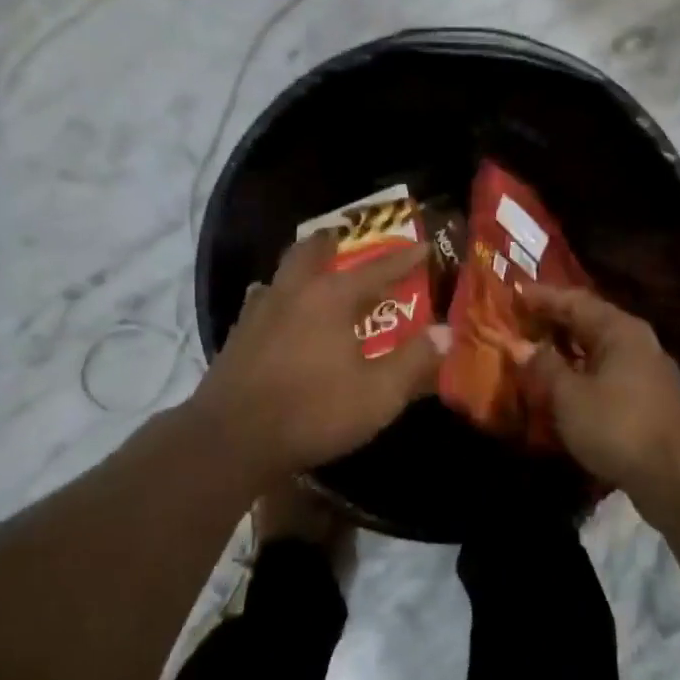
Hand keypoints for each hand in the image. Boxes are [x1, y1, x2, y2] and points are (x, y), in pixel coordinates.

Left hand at [188, 232, 448, 481]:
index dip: (404, 259)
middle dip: (334, 242)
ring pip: (282, 273)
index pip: (376, 269)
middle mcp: (293, 292)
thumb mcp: (378, 394)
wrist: (232, 439)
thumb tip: (446, 331)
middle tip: (347, 240)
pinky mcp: (239, 335)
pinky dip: (278, 296)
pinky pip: (262, 300)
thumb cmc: (313, 411)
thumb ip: (414, 361)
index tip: (424, 246)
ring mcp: (260, 311)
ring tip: (315, 273)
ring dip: (302, 266)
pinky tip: (281, 315)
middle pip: (312, 251)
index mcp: (331, 298)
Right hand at [518, 284, 679, 499]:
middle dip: (554, 322)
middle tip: (521, 322)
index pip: (575, 301)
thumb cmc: (618, 426)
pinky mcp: (649, 399)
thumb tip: (523, 346)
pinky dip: (582, 372)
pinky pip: (608, 372)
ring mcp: (647, 371)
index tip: (515, 294)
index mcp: (620, 330)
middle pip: (589, 322)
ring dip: (568, 349)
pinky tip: (565, 385)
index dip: (543, 297)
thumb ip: (544, 366)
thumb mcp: (569, 396)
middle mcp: (637, 342)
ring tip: (536, 351)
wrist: (677, 478)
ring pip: (599, 349)